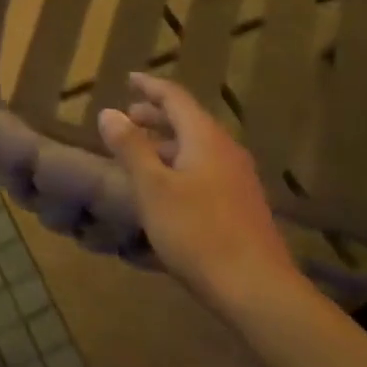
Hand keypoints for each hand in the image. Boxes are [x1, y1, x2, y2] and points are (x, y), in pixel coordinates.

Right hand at [97, 72, 298, 307]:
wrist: (256, 288)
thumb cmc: (197, 232)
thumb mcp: (153, 188)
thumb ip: (131, 148)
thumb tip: (109, 112)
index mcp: (205, 139)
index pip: (176, 98)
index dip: (150, 87)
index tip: (129, 79)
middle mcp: (226, 151)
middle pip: (189, 121)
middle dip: (157, 115)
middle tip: (129, 116)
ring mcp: (238, 179)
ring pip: (198, 147)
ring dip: (168, 143)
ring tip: (141, 153)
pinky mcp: (241, 205)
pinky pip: (206, 169)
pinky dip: (180, 165)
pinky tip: (167, 189)